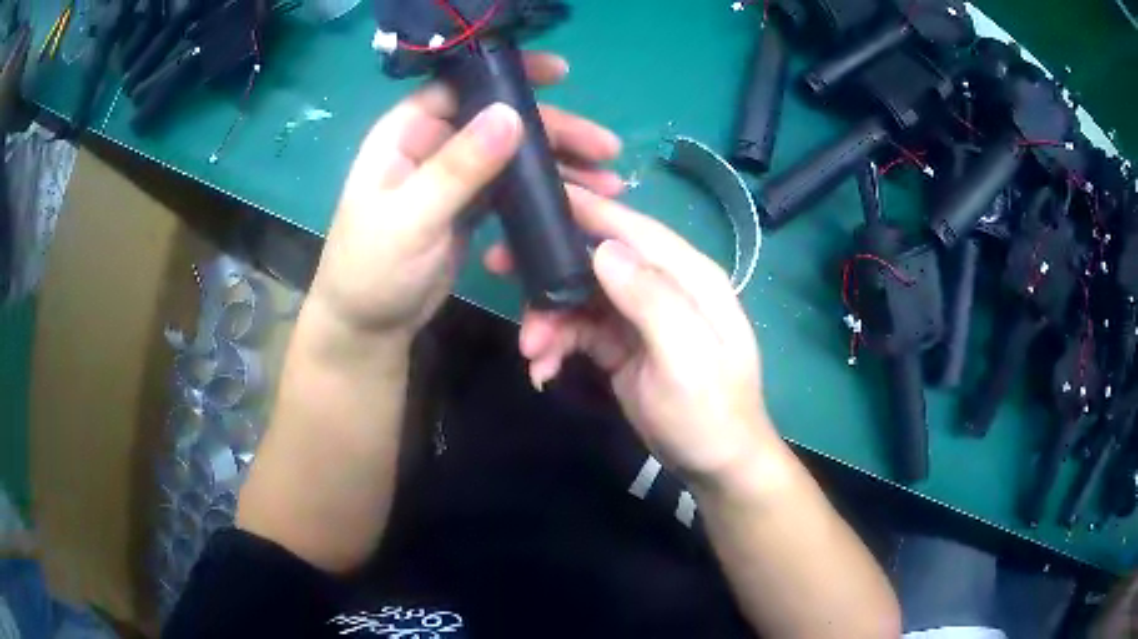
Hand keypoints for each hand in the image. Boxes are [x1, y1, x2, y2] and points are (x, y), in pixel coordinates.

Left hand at [308, 53, 623, 343]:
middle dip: (554, 129)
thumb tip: (510, 116)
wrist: (370, 325)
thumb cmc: (373, 269)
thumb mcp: (411, 218)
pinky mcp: (471, 205)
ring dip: (559, 161)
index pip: (462, 86)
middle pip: (500, 119)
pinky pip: (514, 186)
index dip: (509, 75)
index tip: (560, 74)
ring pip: (513, 152)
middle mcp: (433, 143)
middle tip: (606, 147)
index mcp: (407, 132)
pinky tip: (581, 197)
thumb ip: (458, 168)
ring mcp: (455, 174)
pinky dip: (546, 189)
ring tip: (608, 179)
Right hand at [485, 187, 777, 484]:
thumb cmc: (709, 412)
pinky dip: (556, 345)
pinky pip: (578, 330)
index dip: (587, 209)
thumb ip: (651, 299)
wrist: (714, 464)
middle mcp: (661, 287)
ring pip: (580, 296)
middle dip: (548, 267)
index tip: (538, 196)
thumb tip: (603, 249)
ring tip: (530, 351)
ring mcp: (639, 316)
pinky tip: (542, 370)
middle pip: (596, 258)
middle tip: (498, 269)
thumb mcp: (686, 358)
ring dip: (548, 318)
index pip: (633, 228)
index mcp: (687, 277)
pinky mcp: (620, 345)